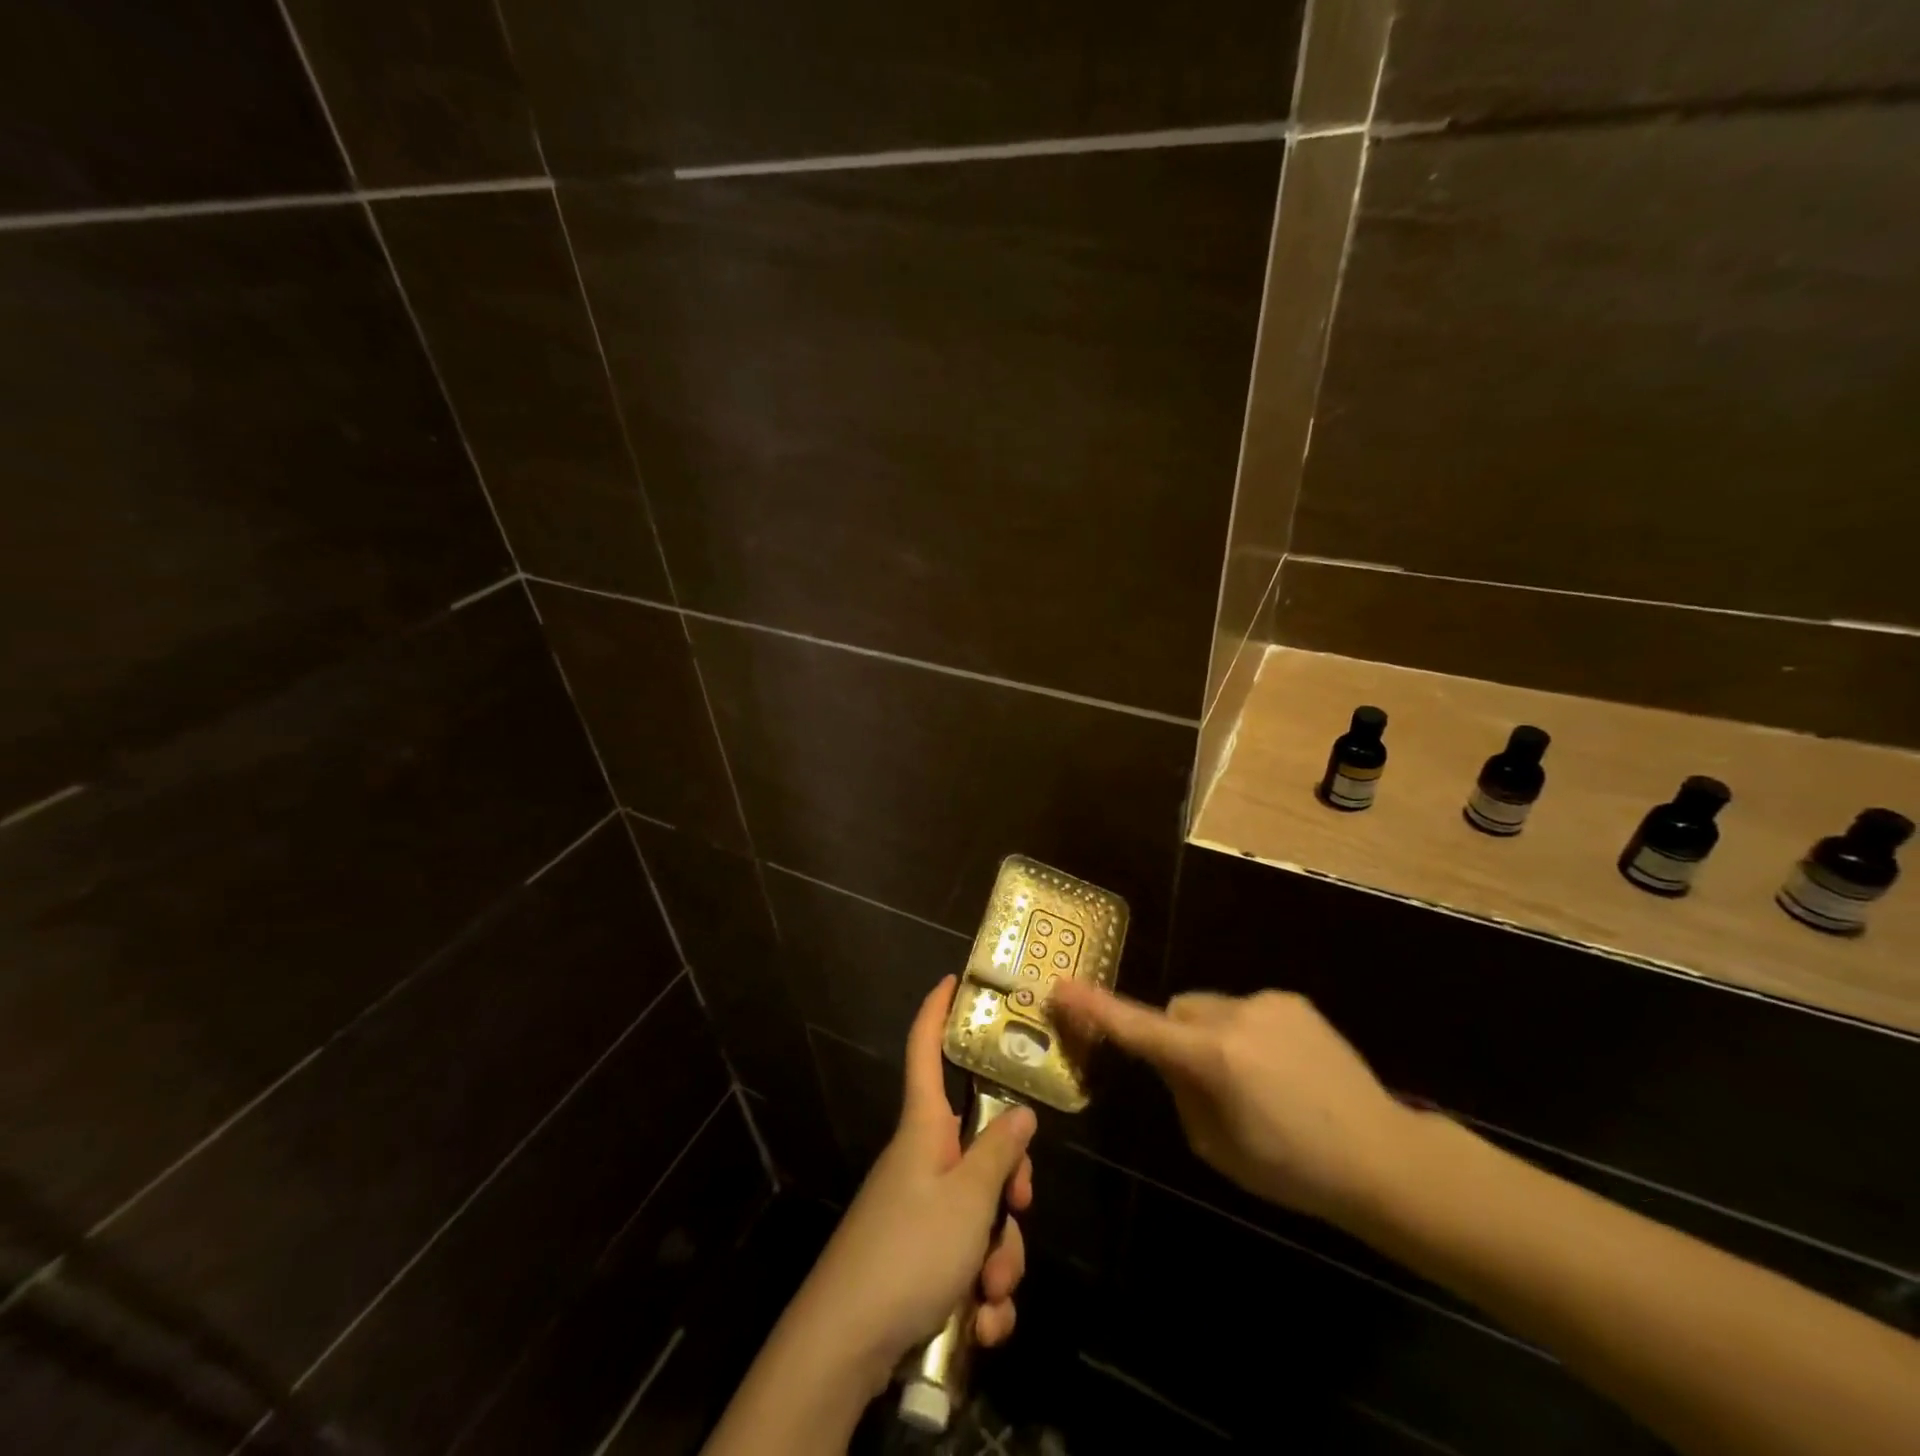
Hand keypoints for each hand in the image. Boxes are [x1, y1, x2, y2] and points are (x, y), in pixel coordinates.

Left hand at [797, 976, 1034, 1392]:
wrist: (846, 1346)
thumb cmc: (908, 1250)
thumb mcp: (967, 1199)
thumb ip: (999, 1153)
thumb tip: (1020, 1112)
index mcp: (925, 1129)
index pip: (926, 1052)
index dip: (937, 1013)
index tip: (951, 980)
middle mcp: (925, 1162)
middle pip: (981, 1149)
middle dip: (1010, 1191)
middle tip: (1018, 1212)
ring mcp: (922, 1212)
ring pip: (983, 1215)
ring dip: (1000, 1259)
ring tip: (989, 1296)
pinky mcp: (922, 1260)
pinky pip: (968, 1261)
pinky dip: (981, 1296)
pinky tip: (981, 1326)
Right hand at [1050, 981, 1416, 1221]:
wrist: (1382, 1155)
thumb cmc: (1291, 1168)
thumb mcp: (1215, 1146)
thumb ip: (1181, 1093)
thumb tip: (1171, 1061)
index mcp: (1211, 1058)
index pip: (1138, 1028)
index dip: (1096, 1008)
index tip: (1062, 987)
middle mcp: (1234, 1016)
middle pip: (1176, 1011)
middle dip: (1175, 1037)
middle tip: (1200, 1080)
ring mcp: (1266, 1002)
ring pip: (1211, 1009)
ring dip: (1214, 1036)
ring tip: (1256, 1081)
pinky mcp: (1291, 1000)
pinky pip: (1247, 1010)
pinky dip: (1247, 1032)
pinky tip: (1283, 1069)